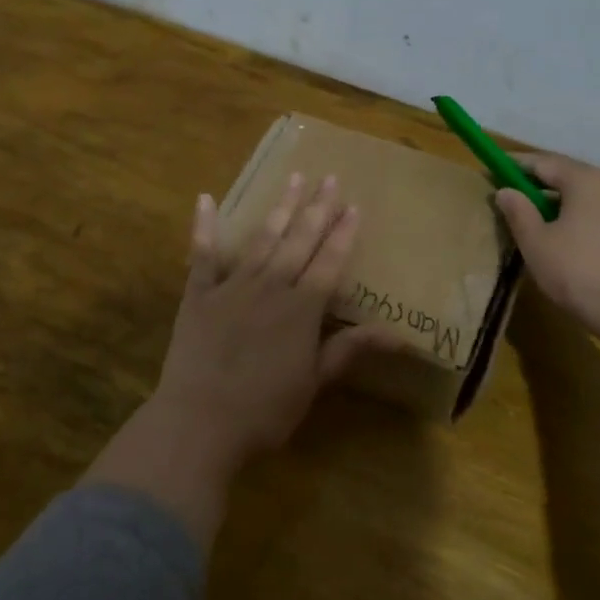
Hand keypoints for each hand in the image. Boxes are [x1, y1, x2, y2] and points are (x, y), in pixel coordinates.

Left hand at [151, 173, 389, 474]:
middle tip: (328, 177)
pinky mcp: (198, 294)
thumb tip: (401, 335)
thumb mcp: (314, 382)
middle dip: (316, 208)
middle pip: (299, 241)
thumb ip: (349, 349)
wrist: (200, 422)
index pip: (329, 262)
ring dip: (280, 208)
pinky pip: (202, 254)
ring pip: (262, 239)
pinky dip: (204, 226)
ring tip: (293, 179)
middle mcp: (271, 287)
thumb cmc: (264, 410)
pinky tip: (206, 198)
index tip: (353, 205)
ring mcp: (232, 287)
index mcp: (302, 309)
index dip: (343, 234)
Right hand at [494, 154, 599, 347]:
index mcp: (584, 180)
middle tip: (507, 195)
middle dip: (534, 182)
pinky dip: (573, 215)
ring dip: (554, 201)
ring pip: (581, 195)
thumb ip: (518, 211)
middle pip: (565, 175)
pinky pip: (595, 212)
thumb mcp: (536, 242)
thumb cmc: (577, 272)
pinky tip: (560, 236)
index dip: (513, 166)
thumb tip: (505, 191)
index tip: (490, 172)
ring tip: (530, 217)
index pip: (542, 162)